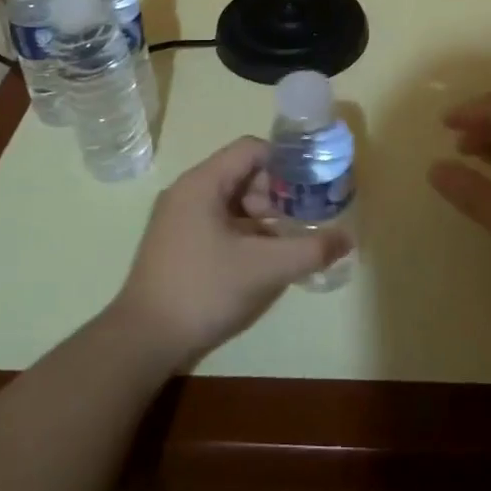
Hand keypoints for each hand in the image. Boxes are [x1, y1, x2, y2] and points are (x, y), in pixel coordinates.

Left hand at [111, 137, 350, 369]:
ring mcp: (178, 217)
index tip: (311, 185)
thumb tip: (347, 238)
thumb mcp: (265, 269)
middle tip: (302, 218)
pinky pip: (218, 221)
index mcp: (203, 183)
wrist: (143, 340)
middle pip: (242, 173)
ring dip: (262, 215)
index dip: (285, 162)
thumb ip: (309, 249)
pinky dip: (244, 232)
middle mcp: (187, 190)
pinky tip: (261, 260)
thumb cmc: (203, 291)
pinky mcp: (176, 242)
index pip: (252, 149)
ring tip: (286, 242)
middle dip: (277, 192)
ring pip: (231, 200)